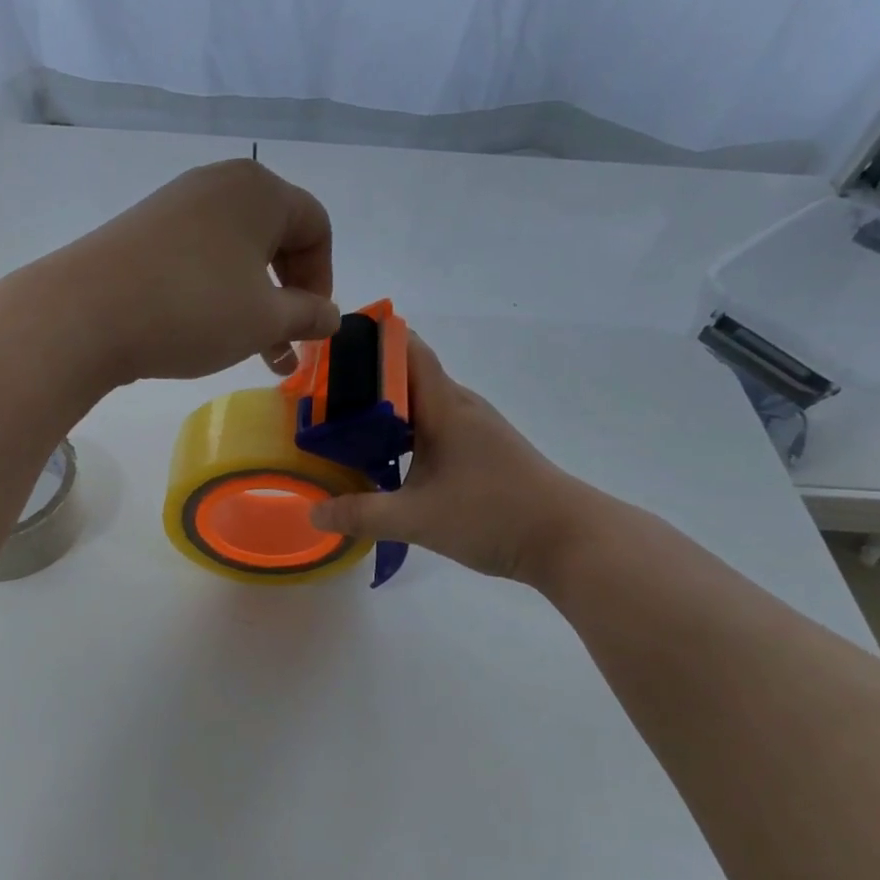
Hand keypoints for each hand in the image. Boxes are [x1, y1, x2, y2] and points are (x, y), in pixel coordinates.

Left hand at [50, 159, 341, 382]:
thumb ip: (308, 315)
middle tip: (284, 344)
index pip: (316, 227)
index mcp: (260, 190)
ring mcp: (177, 203)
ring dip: (254, 302)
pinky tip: (208, 330)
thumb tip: (331, 316)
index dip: (323, 280)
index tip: (311, 326)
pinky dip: (217, 292)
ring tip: (253, 351)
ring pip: (237, 253)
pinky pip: (201, 256)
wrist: (86, 313)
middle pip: (277, 237)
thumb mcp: (264, 319)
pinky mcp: (145, 229)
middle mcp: (220, 184)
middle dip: (288, 295)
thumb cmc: (193, 309)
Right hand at [308, 334, 605, 583]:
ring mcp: (474, 429)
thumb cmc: (492, 515)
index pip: (407, 349)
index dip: (370, 340)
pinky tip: (386, 463)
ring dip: (384, 413)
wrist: (566, 539)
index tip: (329, 348)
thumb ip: (361, 515)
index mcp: (445, 406)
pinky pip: (434, 429)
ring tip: (342, 431)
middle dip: (363, 383)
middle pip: (406, 377)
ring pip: (420, 406)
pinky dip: (404, 436)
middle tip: (318, 400)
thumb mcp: (416, 519)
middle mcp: (460, 407)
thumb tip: (313, 512)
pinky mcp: (482, 452)